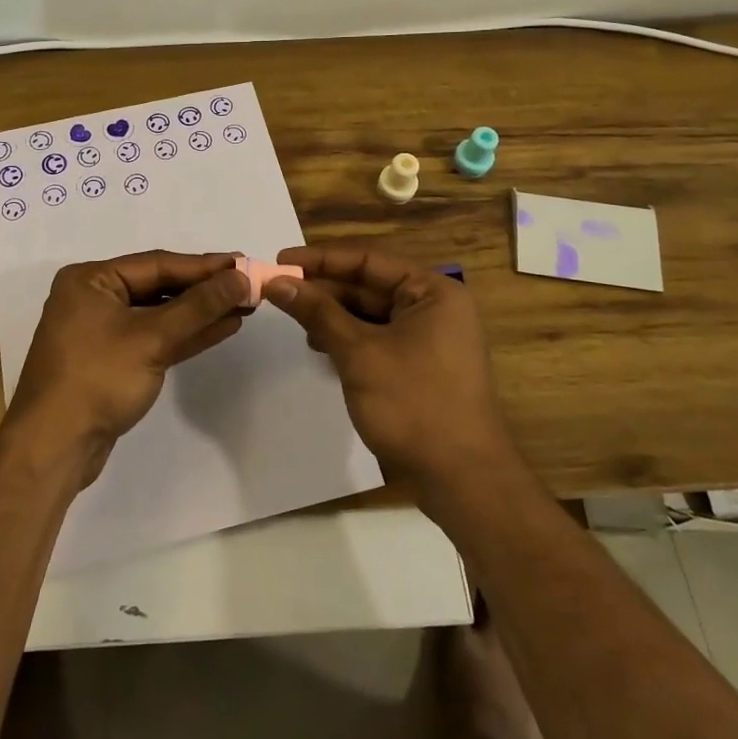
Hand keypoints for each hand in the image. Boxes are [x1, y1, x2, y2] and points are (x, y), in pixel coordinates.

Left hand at [8, 251, 247, 484]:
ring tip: (244, 305)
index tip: (243, 263)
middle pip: (159, 286)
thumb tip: (242, 277)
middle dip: (204, 289)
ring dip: (200, 312)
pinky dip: (186, 334)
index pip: (157, 264)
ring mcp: (103, 331)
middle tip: (248, 284)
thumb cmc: (97, 379)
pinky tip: (222, 328)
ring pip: (160, 314)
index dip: (204, 266)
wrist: (54, 447)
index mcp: (91, 280)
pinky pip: (155, 338)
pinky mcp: (113, 361)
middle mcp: (94, 298)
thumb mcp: (152, 338)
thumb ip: (199, 306)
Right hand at [263, 245, 513, 490]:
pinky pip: (377, 337)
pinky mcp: (419, 365)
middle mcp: (434, 307)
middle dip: (324, 289)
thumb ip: (318, 313)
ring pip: (370, 313)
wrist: (461, 479)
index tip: (280, 261)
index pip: (368, 260)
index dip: (321, 259)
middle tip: (278, 291)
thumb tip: (276, 282)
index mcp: (432, 292)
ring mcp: (429, 338)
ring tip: (294, 319)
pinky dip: (348, 338)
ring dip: (332, 314)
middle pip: (369, 284)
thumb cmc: (413, 404)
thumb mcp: (359, 353)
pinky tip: (320, 346)